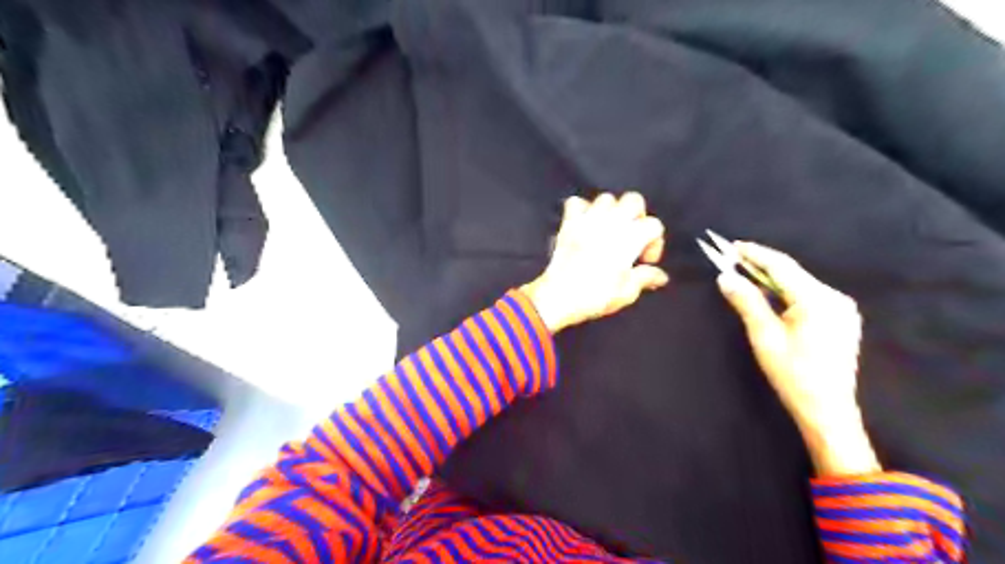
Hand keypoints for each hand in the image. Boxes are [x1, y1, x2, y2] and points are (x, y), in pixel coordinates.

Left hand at [526, 193, 664, 335]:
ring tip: (609, 231)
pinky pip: (576, 203)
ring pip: (606, 198)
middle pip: (633, 200)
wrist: (559, 296)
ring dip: (611, 212)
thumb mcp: (627, 292)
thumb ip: (646, 278)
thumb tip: (660, 276)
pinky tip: (585, 225)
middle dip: (637, 216)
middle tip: (632, 238)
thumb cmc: (596, 295)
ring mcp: (588, 219)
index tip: (644, 261)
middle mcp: (611, 221)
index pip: (654, 225)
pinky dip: (582, 210)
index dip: (655, 243)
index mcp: (631, 237)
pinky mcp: (568, 223)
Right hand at [718, 242, 876, 476]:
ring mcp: (842, 309)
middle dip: (762, 265)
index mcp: (818, 299)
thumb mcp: (764, 336)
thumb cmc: (792, 374)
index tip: (732, 246)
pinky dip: (786, 291)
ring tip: (747, 274)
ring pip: (800, 284)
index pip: (782, 266)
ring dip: (773, 279)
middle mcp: (835, 298)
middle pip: (793, 273)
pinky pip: (809, 296)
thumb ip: (747, 302)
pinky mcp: (841, 320)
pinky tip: (771, 295)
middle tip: (734, 259)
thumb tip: (725, 276)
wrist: (827, 410)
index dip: (755, 254)